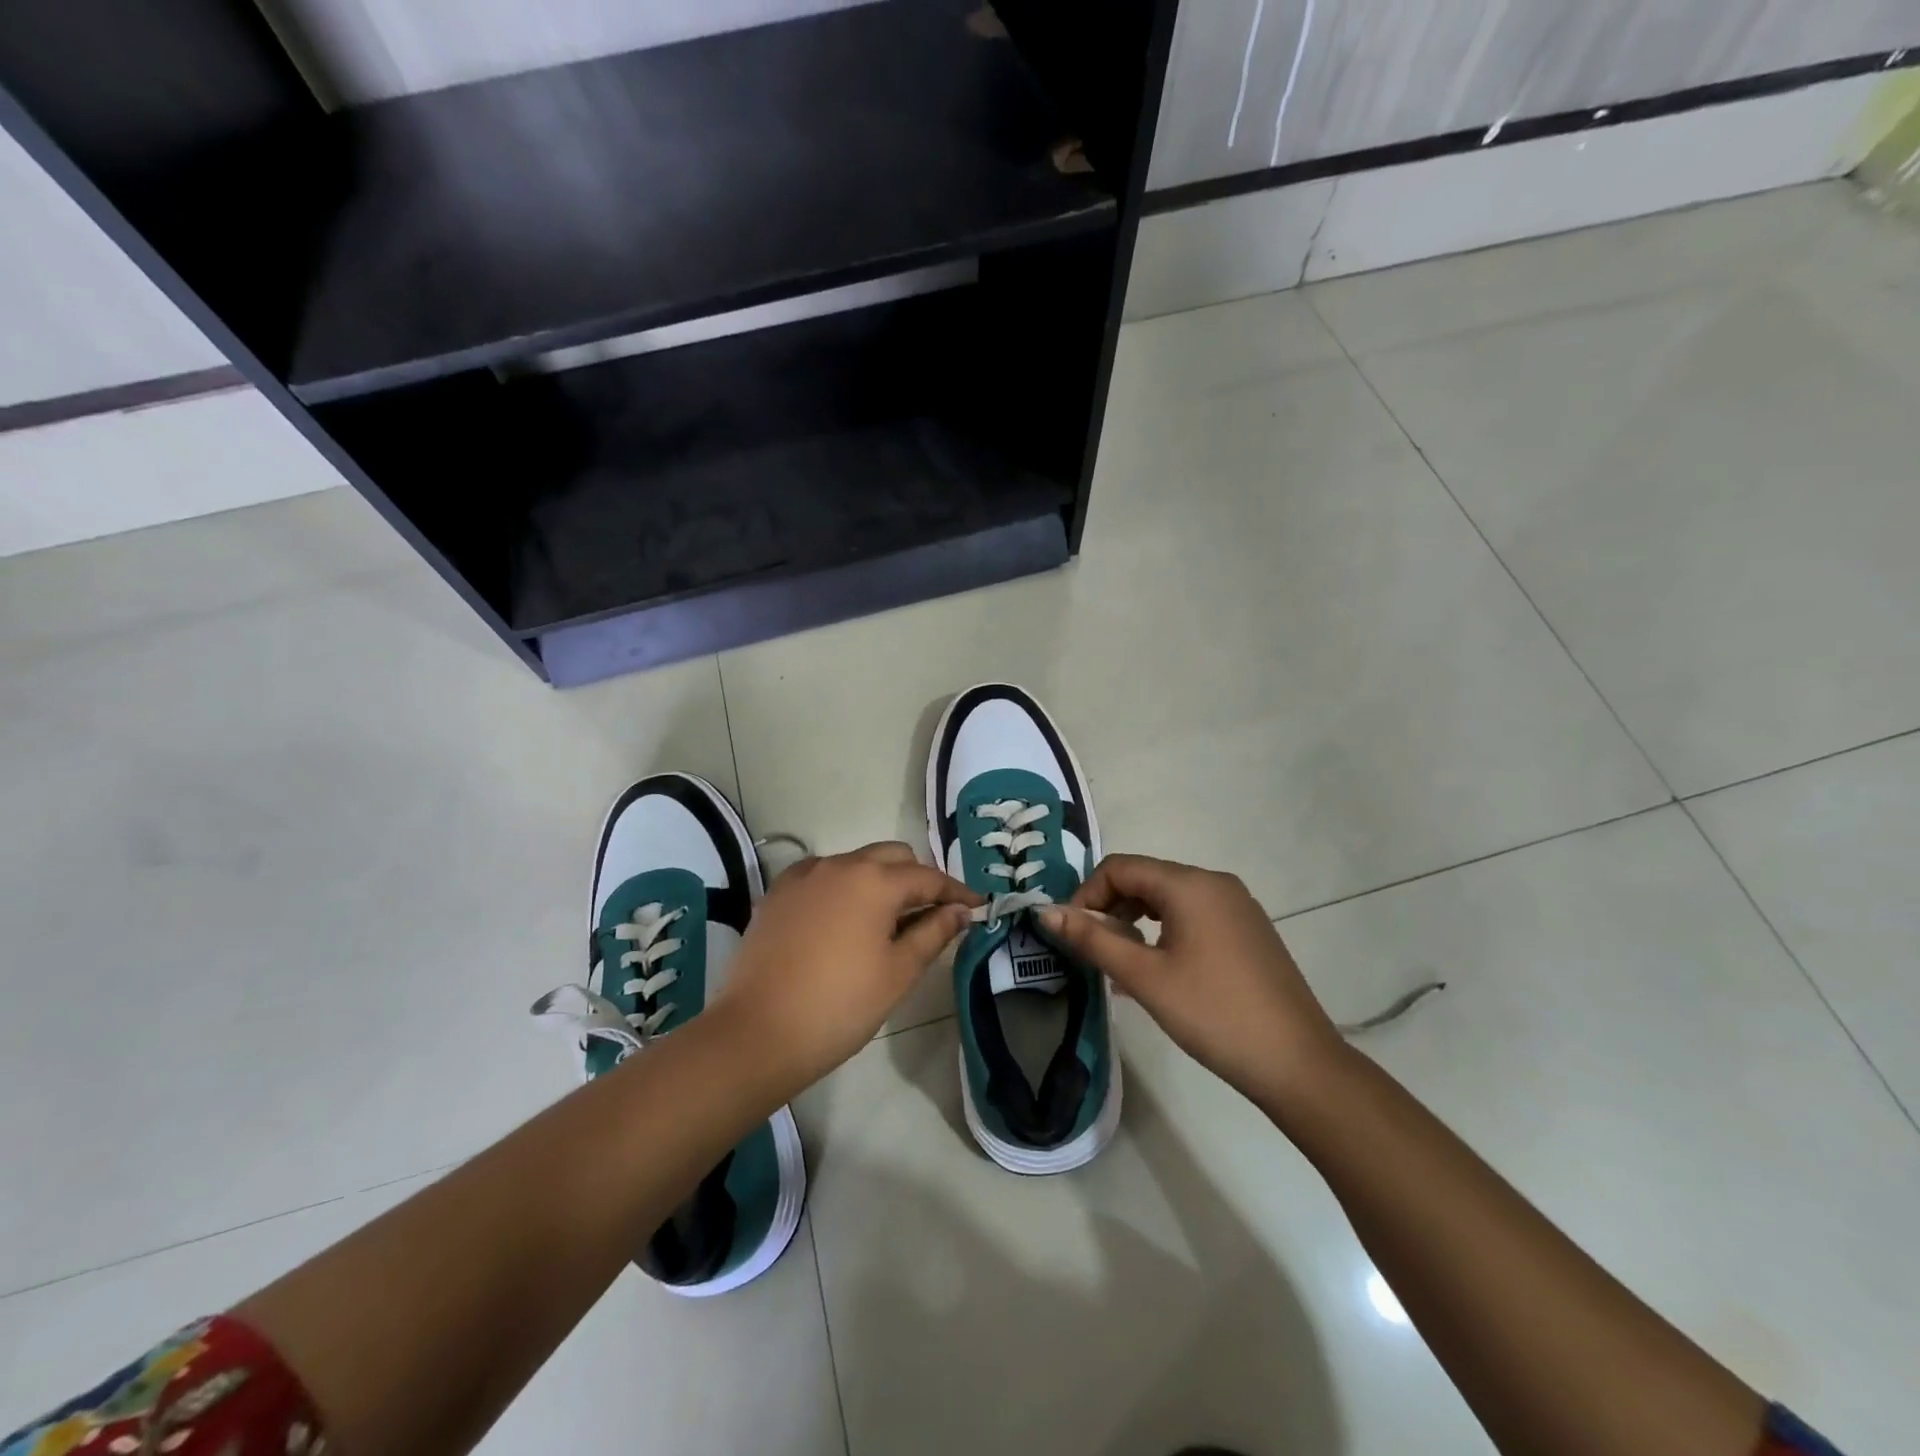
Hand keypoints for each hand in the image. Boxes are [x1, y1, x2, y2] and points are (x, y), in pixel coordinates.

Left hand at [714, 842, 981, 1094]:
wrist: (757, 1032)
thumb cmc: (840, 1005)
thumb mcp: (898, 972)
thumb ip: (933, 933)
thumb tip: (960, 910)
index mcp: (875, 881)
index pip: (928, 877)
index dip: (956, 891)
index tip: (977, 905)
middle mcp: (840, 864)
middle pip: (892, 857)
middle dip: (917, 878)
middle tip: (931, 913)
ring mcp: (804, 875)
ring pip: (855, 862)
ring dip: (879, 881)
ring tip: (886, 920)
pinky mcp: (778, 893)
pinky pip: (822, 875)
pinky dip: (842, 887)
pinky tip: (842, 919)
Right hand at [1039, 854, 1347, 1109]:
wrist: (1298, 1064)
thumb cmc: (1213, 1014)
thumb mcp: (1145, 977)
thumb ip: (1094, 939)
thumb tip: (1046, 911)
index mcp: (1190, 884)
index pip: (1120, 867)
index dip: (1087, 894)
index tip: (1072, 934)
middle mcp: (1215, 883)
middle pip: (1145, 878)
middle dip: (1110, 908)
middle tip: (1092, 950)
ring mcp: (1237, 906)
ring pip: (1168, 899)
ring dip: (1135, 922)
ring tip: (1119, 963)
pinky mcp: (1248, 931)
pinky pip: (1193, 917)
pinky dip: (1164, 933)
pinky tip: (1156, 970)